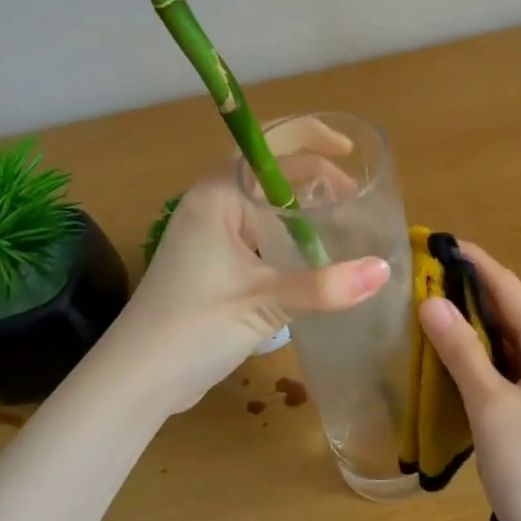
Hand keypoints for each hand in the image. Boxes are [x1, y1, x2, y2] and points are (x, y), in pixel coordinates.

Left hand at [107, 165, 388, 414]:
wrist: (136, 379)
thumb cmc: (193, 328)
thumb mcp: (263, 303)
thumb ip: (324, 286)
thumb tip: (384, 270)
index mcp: (217, 197)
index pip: (268, 147)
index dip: (311, 140)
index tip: (351, 154)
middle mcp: (210, 205)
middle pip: (267, 171)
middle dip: (312, 175)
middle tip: (354, 196)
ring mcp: (208, 235)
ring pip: (262, 203)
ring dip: (300, 205)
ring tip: (341, 218)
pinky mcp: (211, 264)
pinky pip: (256, 232)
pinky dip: (286, 232)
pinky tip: (311, 254)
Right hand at [416, 243, 520, 520]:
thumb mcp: (491, 405)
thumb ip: (461, 350)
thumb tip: (430, 301)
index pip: (507, 287)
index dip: (471, 261)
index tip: (433, 241)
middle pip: (504, 309)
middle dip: (462, 289)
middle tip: (414, 274)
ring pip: (499, 338)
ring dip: (464, 322)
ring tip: (419, 305)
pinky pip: (497, 365)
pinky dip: (470, 354)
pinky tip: (439, 353)